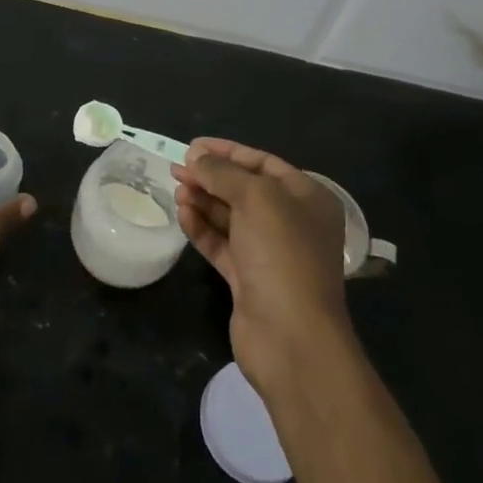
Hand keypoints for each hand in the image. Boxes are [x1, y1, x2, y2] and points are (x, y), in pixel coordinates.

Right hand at [171, 138, 349, 396]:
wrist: (291, 336)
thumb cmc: (281, 254)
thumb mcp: (255, 198)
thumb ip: (223, 172)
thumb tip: (197, 157)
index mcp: (307, 198)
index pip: (263, 163)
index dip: (228, 151)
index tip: (193, 146)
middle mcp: (291, 222)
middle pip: (244, 189)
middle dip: (211, 177)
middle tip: (176, 168)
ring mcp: (270, 253)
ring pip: (230, 217)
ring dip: (203, 201)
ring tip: (177, 190)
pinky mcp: (248, 279)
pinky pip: (222, 244)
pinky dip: (202, 228)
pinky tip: (182, 214)